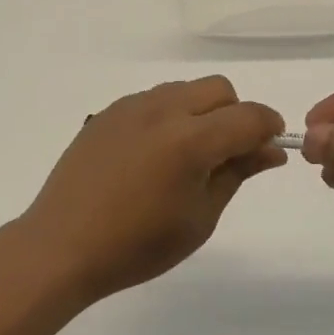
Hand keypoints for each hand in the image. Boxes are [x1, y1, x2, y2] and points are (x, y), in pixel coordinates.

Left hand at [18, 77, 285, 302]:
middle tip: (228, 154)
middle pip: (219, 89)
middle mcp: (163, 109)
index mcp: (191, 139)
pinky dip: (170, 114)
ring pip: (185, 88)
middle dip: (235, 114)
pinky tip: (155, 153)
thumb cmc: (137, 245)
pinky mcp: (109, 112)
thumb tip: (271, 150)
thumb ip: (237, 173)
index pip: (248, 116)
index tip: (270, 149)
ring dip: (202, 111)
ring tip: (188, 155)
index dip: (269, 128)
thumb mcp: (199, 218)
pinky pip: (154, 99)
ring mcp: (132, 106)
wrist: (62, 246)